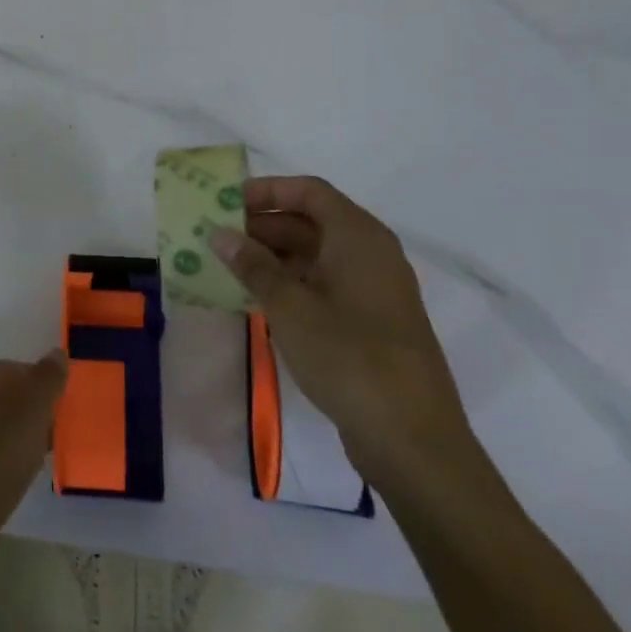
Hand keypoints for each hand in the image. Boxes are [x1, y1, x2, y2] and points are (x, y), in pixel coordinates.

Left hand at [0, 351, 67, 575]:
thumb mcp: (31, 412)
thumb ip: (47, 379)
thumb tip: (57, 351)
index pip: (20, 368)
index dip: (46, 383)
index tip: (70, 404)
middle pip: (14, 397)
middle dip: (41, 411)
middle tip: (67, 430)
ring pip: (8, 427)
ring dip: (30, 437)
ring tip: (53, 454)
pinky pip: (0, 454)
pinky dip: (17, 460)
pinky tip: (29, 476)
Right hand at [213, 176, 474, 491]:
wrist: (413, 441)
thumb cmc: (350, 357)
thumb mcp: (290, 307)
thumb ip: (253, 265)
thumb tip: (220, 233)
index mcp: (359, 237)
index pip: (309, 191)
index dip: (267, 190)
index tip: (226, 202)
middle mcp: (370, 254)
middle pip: (311, 222)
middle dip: (262, 225)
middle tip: (217, 236)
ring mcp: (374, 290)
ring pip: (316, 255)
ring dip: (272, 257)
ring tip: (227, 267)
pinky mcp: (371, 323)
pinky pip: (324, 285)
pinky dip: (290, 284)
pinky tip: (256, 299)